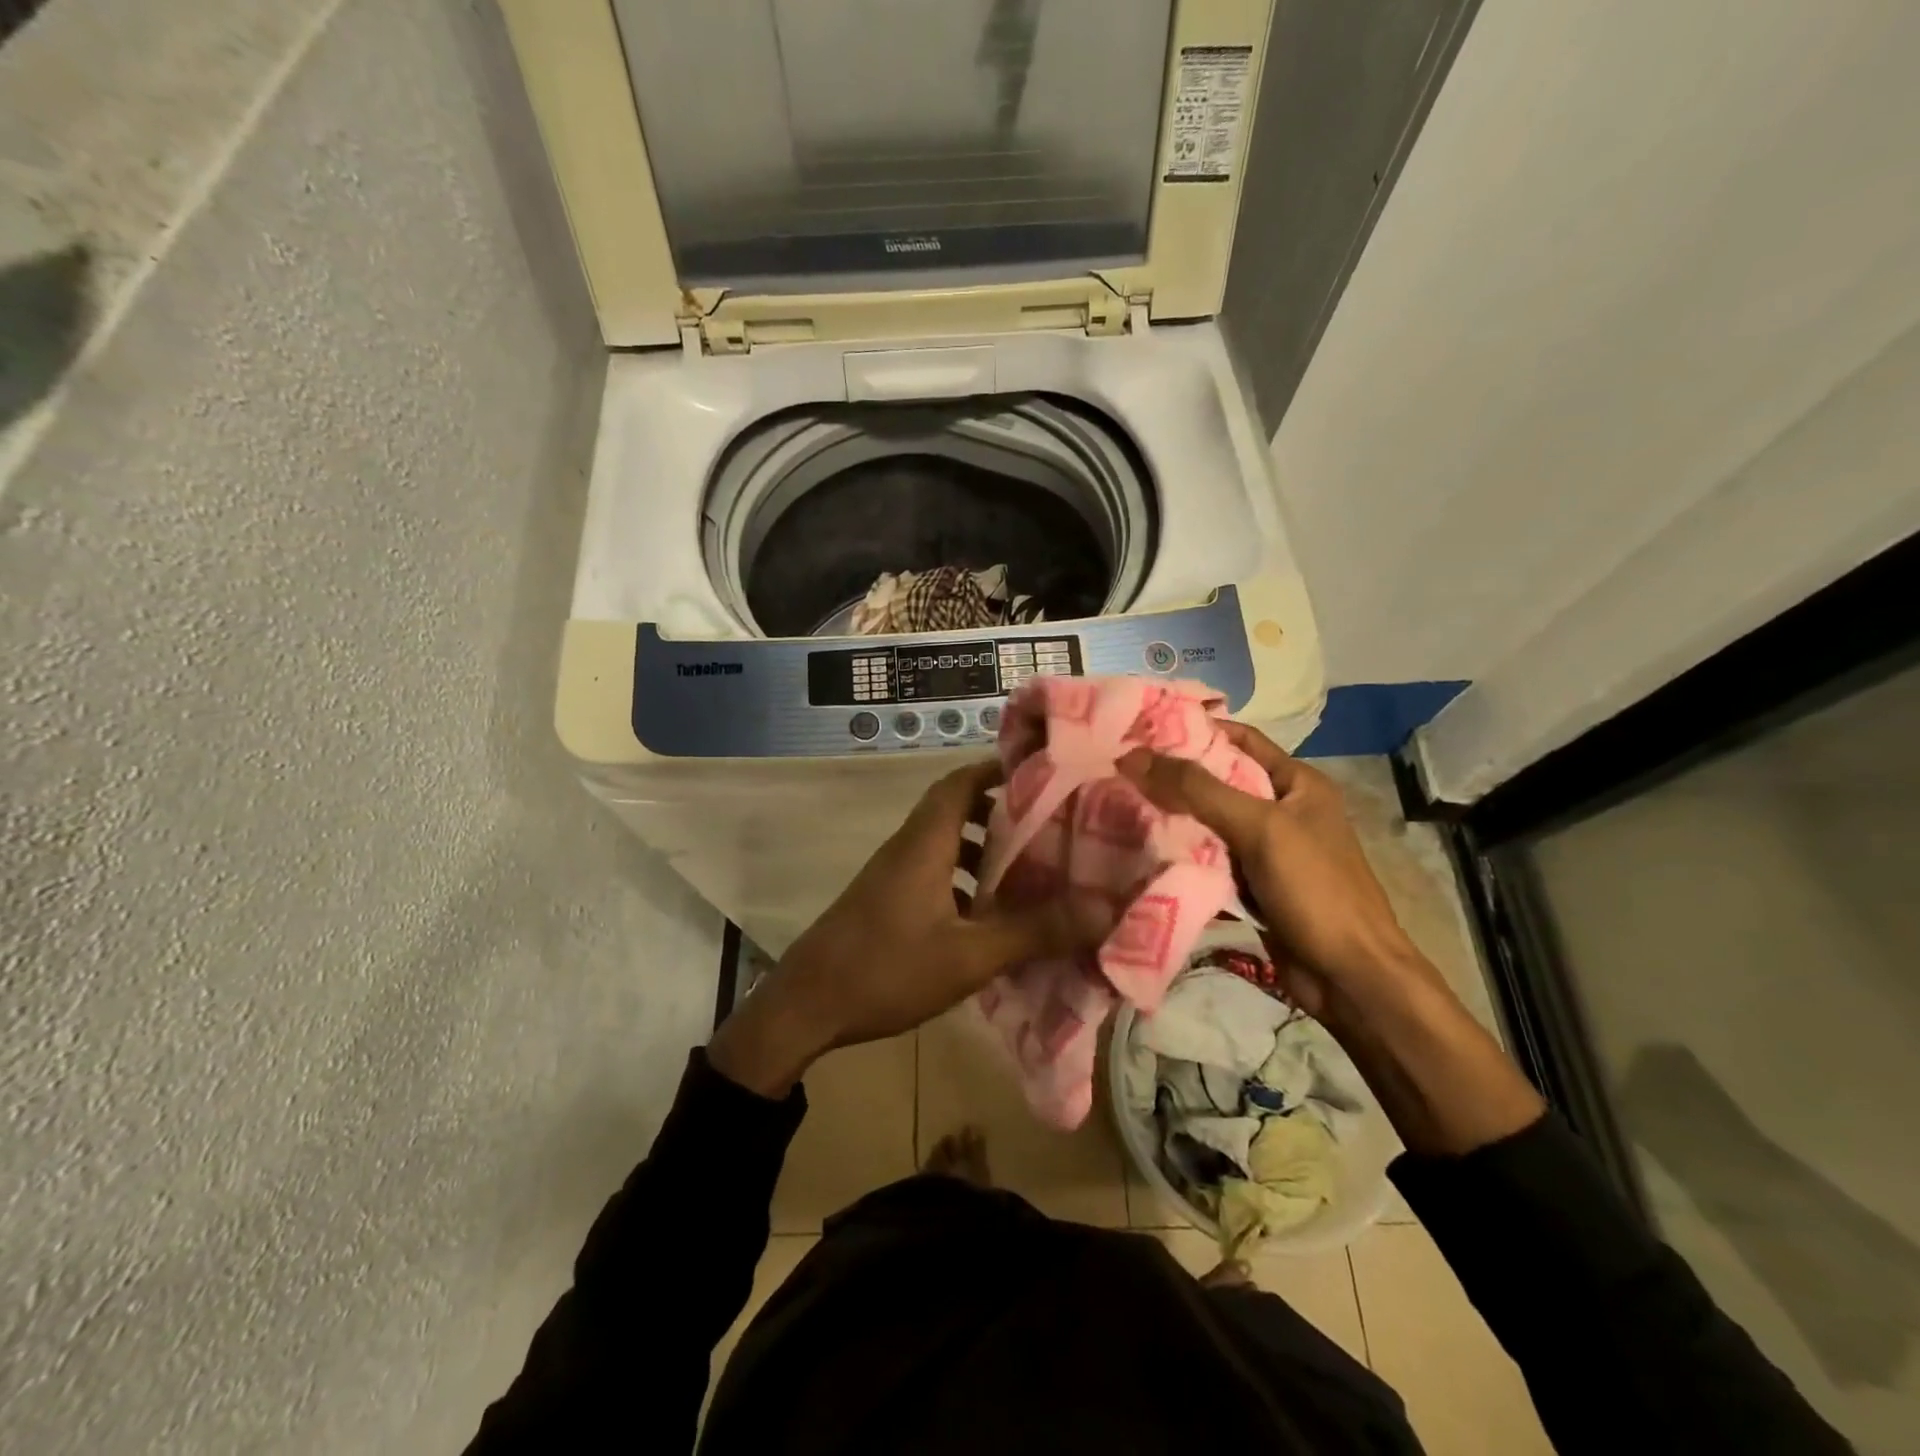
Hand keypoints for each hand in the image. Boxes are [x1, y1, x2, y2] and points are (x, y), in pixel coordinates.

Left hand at [709, 761, 1107, 1096]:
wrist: (805, 1006)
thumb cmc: (887, 969)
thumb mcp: (969, 955)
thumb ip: (1034, 931)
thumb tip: (1102, 910)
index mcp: (924, 843)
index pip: (960, 782)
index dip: (997, 770)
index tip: (1041, 774)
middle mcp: (906, 848)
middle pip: (954, 810)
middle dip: (1000, 813)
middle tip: (1046, 828)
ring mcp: (891, 876)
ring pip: (943, 845)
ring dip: (981, 851)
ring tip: (1027, 872)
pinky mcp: (884, 902)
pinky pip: (931, 873)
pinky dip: (962, 881)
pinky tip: (986, 916)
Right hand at [1123, 726, 1545, 1155]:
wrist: (1350, 977)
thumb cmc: (1315, 890)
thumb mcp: (1258, 828)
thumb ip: (1196, 790)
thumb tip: (1131, 756)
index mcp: (1297, 783)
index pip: (1239, 738)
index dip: (1194, 729)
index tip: (1142, 728)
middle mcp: (1282, 809)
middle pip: (1219, 780)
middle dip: (1174, 775)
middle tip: (1120, 768)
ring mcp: (1267, 850)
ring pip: (1210, 821)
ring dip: (1174, 816)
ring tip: (1120, 801)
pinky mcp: (1253, 885)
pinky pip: (1210, 858)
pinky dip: (1183, 852)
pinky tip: (1145, 848)